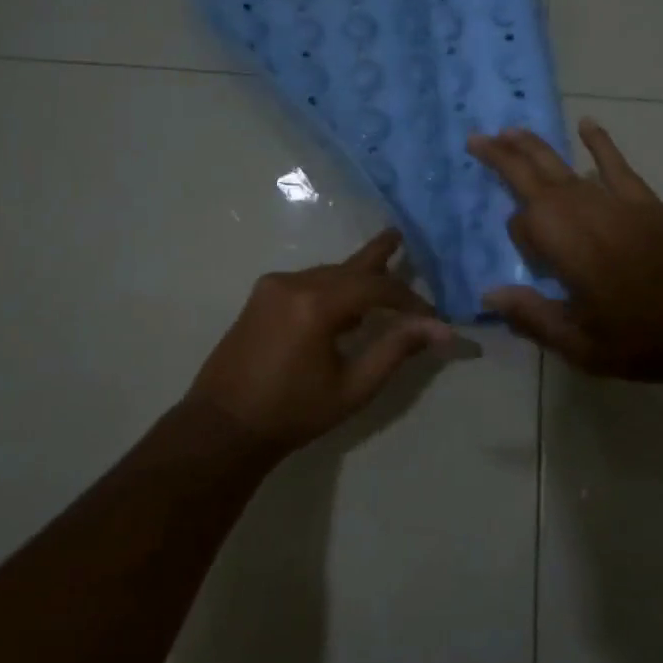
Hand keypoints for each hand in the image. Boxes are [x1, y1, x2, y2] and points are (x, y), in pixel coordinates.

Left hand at [186, 229, 453, 455]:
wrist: (222, 426)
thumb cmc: (293, 412)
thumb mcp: (353, 387)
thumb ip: (395, 350)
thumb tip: (439, 329)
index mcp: (316, 304)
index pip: (375, 287)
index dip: (408, 299)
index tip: (430, 317)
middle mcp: (293, 283)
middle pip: (348, 267)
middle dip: (379, 259)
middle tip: (399, 236)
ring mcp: (272, 287)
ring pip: (327, 273)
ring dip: (355, 279)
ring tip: (382, 282)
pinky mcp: (260, 297)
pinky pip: (307, 282)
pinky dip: (331, 288)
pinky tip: (344, 305)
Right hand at [467, 120, 662, 380]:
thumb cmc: (644, 341)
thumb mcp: (581, 346)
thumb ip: (533, 317)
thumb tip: (491, 292)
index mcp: (566, 249)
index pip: (523, 224)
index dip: (519, 238)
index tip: (530, 263)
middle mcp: (584, 215)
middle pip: (535, 177)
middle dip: (504, 156)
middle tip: (476, 138)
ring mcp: (616, 203)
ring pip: (566, 167)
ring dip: (535, 149)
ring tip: (510, 132)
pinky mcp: (645, 202)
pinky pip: (616, 165)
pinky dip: (600, 144)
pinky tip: (586, 123)